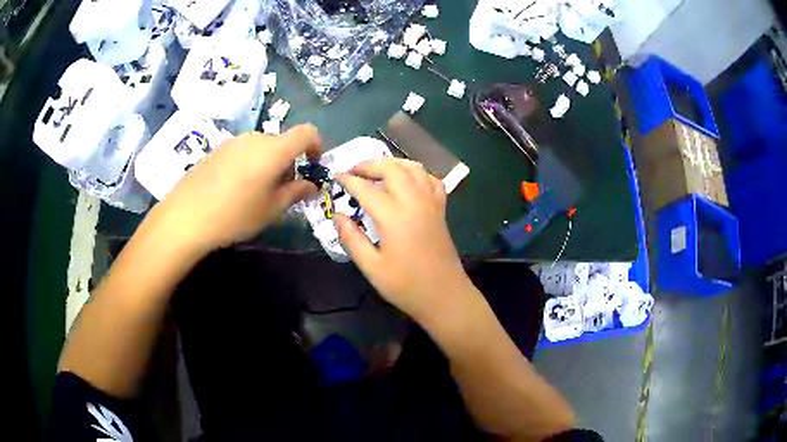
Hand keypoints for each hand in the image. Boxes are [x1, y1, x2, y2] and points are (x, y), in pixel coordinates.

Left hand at [144, 125, 321, 255]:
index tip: (312, 165)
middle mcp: (255, 138)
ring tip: (256, 192)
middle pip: (282, 142)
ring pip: (262, 147)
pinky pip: (243, 150)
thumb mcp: (271, 210)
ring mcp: (233, 141)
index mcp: (273, 150)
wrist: (186, 216)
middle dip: (289, 162)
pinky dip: (250, 163)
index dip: (317, 145)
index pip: (306, 133)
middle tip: (281, 191)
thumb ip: (296, 193)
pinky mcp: (217, 149)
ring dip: (268, 163)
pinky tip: (234, 189)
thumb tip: (312, 185)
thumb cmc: (234, 215)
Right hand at [335, 158, 471, 321]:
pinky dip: (416, 173)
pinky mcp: (441, 209)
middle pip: (391, 168)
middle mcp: (414, 201)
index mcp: (394, 216)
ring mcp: (431, 203)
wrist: (444, 295)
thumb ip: (351, 238)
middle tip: (353, 172)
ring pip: (413, 167)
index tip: (335, 178)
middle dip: (369, 164)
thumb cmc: (406, 286)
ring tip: (376, 172)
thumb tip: (337, 215)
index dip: (348, 180)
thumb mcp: (371, 267)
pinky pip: (430, 179)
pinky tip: (407, 181)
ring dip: (392, 164)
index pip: (366, 188)